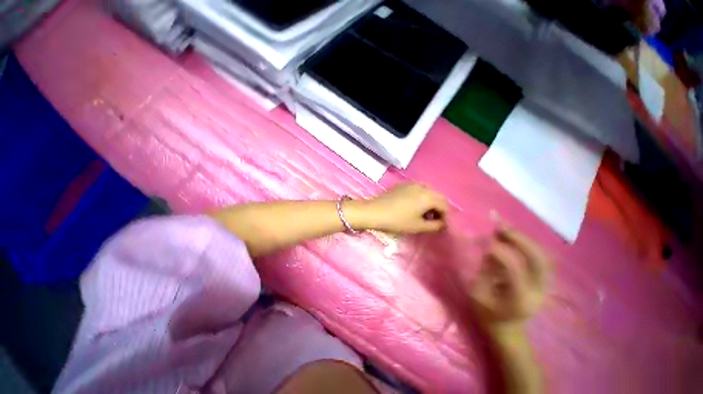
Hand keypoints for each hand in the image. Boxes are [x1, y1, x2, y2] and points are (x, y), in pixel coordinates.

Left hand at [350, 183, 448, 233]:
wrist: (373, 212)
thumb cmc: (396, 221)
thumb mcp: (418, 226)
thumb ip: (435, 226)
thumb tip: (442, 224)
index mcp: (428, 195)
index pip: (444, 205)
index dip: (445, 217)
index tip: (441, 227)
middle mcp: (422, 186)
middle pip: (437, 197)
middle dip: (438, 209)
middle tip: (432, 221)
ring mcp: (410, 183)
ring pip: (427, 192)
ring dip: (429, 202)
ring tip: (422, 214)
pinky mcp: (401, 185)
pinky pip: (417, 190)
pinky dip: (420, 198)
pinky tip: (412, 206)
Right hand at [467, 222, 551, 332]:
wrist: (507, 328)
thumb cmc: (487, 312)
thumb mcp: (477, 294)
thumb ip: (483, 271)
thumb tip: (488, 248)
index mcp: (520, 299)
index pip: (516, 270)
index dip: (502, 252)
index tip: (486, 240)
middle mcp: (538, 291)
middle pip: (539, 260)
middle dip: (520, 240)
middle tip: (500, 226)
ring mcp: (545, 286)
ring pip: (544, 256)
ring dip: (525, 239)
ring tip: (505, 228)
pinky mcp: (543, 281)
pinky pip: (541, 257)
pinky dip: (528, 244)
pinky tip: (513, 236)